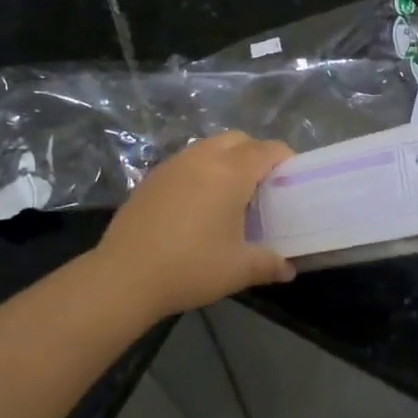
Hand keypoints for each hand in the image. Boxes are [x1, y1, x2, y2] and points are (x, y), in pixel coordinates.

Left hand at [94, 131, 295, 318]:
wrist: (124, 277)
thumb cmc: (191, 267)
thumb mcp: (238, 270)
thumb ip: (269, 264)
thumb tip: (288, 269)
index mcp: (231, 173)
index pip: (267, 150)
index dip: (285, 159)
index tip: (293, 178)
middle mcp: (203, 159)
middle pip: (238, 140)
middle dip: (256, 154)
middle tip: (263, 185)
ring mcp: (173, 165)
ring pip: (209, 147)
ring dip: (226, 159)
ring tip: (230, 193)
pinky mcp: (151, 178)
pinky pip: (186, 162)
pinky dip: (200, 171)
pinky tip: (197, 204)